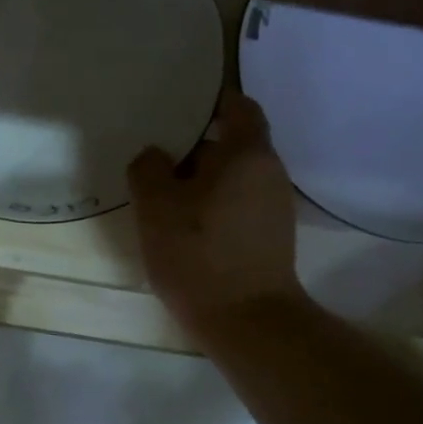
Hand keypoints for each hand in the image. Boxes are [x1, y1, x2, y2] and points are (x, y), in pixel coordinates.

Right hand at [128, 89, 304, 337]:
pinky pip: (237, 204)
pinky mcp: (269, 238)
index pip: (238, 107)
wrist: (246, 322)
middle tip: (156, 156)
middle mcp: (270, 173)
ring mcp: (274, 207)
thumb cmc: (199, 253)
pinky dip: (212, 205)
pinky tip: (184, 226)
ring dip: (201, 181)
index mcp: (247, 153)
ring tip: (163, 194)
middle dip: (195, 147)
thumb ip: (148, 169)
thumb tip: (155, 156)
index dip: (212, 101)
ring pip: (232, 178)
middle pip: (233, 144)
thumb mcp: (156, 206)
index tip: (180, 106)